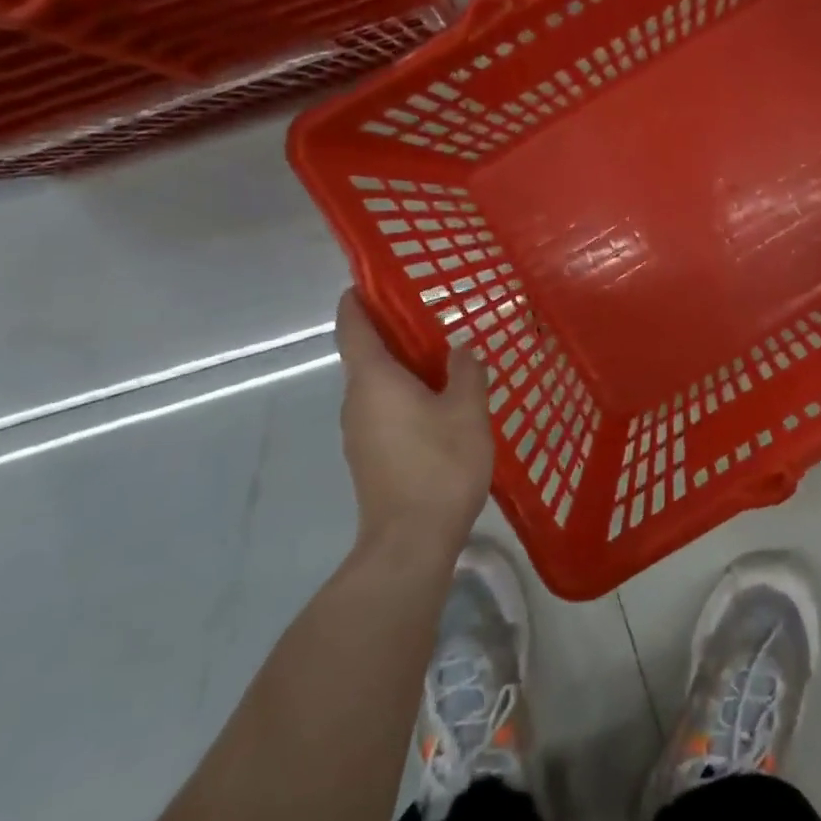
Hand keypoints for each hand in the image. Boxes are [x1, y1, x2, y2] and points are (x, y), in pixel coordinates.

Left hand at [335, 290, 493, 551]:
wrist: (411, 541)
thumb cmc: (439, 465)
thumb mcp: (468, 410)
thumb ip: (467, 371)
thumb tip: (461, 349)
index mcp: (373, 379)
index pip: (353, 325)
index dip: (359, 298)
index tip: (375, 279)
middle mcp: (356, 400)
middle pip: (366, 353)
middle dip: (395, 331)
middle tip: (435, 317)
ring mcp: (358, 431)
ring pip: (377, 384)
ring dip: (403, 367)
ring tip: (446, 360)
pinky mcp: (369, 456)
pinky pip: (383, 410)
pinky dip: (405, 396)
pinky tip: (441, 405)